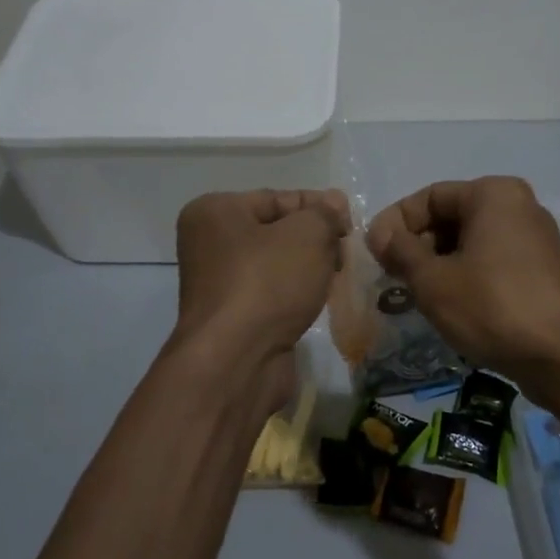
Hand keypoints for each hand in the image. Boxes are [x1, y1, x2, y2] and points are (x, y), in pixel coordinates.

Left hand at [173, 189, 349, 360]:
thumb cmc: (268, 283)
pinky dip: (295, 294)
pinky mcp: (232, 317)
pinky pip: (271, 293)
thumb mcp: (307, 234)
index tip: (350, 223)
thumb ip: (325, 214)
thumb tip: (334, 203)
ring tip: (335, 277)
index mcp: (215, 212)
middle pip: (277, 230)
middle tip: (345, 253)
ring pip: (276, 264)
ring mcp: (218, 283)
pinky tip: (317, 300)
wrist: (237, 360)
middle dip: (315, 239)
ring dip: (308, 268)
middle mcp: (209, 243)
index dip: (319, 207)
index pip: (278, 198)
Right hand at [366, 176, 559, 388]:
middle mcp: (518, 205)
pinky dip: (466, 275)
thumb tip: (378, 233)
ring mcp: (535, 238)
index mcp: (493, 194)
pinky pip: (492, 260)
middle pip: (451, 216)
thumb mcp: (434, 280)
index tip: (374, 254)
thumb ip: (400, 251)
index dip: (395, 223)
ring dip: (438, 263)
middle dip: (417, 245)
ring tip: (416, 294)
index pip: (429, 197)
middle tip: (393, 277)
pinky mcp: (542, 269)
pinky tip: (450, 305)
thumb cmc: (493, 307)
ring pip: (471, 241)